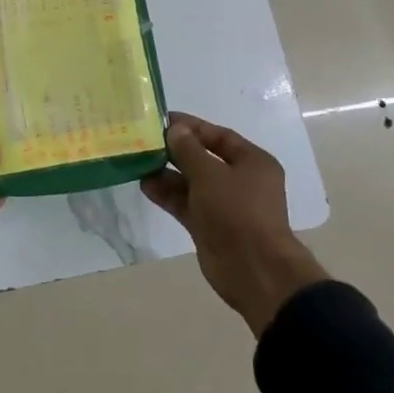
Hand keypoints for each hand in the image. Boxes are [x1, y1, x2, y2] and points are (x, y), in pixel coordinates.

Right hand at [141, 112, 327, 335]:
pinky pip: (187, 204)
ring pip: (192, 183)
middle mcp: (241, 181)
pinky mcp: (210, 227)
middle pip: (204, 159)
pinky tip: (146, 186)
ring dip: (168, 174)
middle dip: (177, 151)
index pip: (219, 136)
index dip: (192, 127)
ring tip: (139, 163)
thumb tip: (174, 130)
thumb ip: (188, 149)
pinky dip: (169, 196)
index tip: (163, 121)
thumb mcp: (210, 173)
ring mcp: (225, 206)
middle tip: (146, 142)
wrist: (254, 271)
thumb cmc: (237, 211)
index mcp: (252, 162)